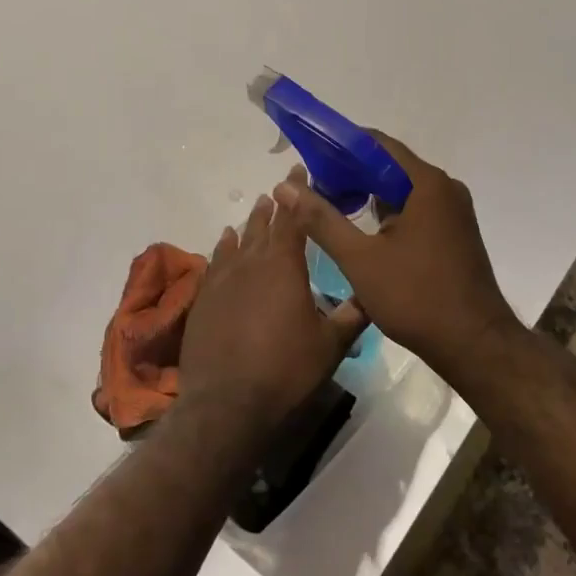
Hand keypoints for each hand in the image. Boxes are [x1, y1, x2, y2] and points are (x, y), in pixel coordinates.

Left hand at [179, 176, 367, 417]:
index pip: (294, 218)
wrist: (227, 403)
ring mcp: (222, 280)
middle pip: (263, 224)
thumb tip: (372, 294)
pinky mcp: (204, 299)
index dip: (299, 194)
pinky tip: (225, 242)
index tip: (301, 172)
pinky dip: (223, 248)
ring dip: (249, 223)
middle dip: (275, 204)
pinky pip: (216, 262)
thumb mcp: (331, 345)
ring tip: (256, 207)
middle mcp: (251, 263)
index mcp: (284, 265)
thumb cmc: (286, 370)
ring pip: (238, 240)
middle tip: (282, 187)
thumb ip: (353, 315)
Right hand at [273, 134, 520, 380]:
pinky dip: (386, 213)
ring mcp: (453, 212)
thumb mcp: (360, 259)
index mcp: (427, 184)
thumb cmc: (416, 297)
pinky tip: (362, 231)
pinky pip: (414, 210)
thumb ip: (322, 220)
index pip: (376, 144)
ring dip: (367, 195)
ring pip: (401, 190)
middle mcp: (445, 189)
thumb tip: (285, 188)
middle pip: (389, 166)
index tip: (308, 159)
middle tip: (312, 189)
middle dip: (349, 173)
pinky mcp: (453, 233)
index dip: (339, 147)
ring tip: (329, 209)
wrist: (474, 344)